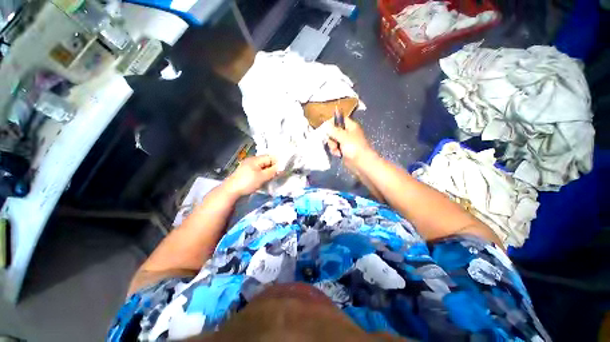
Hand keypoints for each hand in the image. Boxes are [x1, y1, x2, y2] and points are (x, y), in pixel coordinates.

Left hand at [224, 155, 277, 196]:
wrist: (230, 191)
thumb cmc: (247, 182)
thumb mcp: (262, 177)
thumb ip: (272, 171)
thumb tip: (281, 167)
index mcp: (255, 159)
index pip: (270, 157)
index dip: (277, 163)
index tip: (282, 171)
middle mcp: (252, 160)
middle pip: (266, 161)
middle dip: (273, 168)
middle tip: (277, 175)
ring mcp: (248, 166)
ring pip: (263, 167)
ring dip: (268, 172)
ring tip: (271, 178)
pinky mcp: (247, 172)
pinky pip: (258, 171)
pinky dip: (263, 174)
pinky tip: (264, 180)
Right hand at [327, 117, 375, 167]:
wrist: (362, 163)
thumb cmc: (354, 148)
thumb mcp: (343, 137)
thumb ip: (333, 131)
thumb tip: (326, 125)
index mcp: (351, 126)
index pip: (340, 119)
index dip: (332, 122)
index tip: (325, 127)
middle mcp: (348, 133)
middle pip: (334, 131)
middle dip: (331, 137)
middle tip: (334, 142)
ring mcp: (345, 142)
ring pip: (333, 140)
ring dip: (332, 146)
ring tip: (337, 150)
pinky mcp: (343, 150)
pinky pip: (335, 148)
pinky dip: (335, 151)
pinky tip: (338, 154)